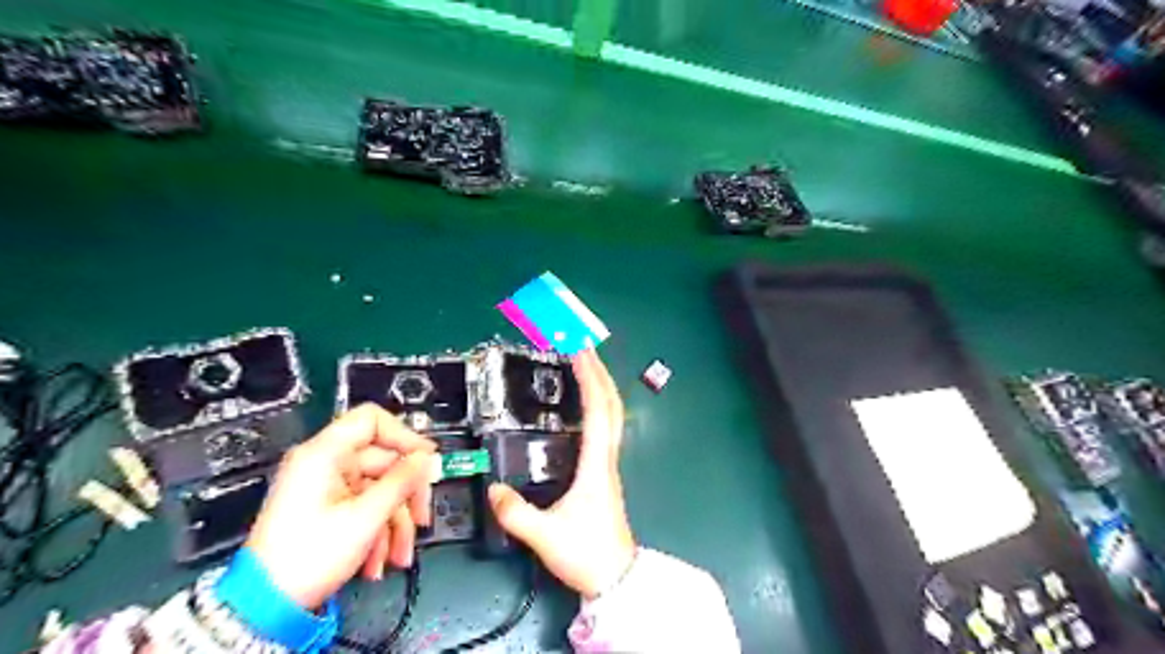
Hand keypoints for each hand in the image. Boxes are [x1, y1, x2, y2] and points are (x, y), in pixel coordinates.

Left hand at [242, 405, 436, 610]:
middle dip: (406, 495)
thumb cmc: (307, 558)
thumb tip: (426, 458)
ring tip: (399, 553)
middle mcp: (324, 464)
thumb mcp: (366, 517)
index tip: (426, 459)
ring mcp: (325, 487)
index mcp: (324, 454)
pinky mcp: (327, 508)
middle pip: (383, 461)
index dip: (404, 436)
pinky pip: (366, 506)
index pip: (372, 420)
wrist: (266, 607)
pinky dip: (378, 529)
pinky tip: (380, 558)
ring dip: (395, 521)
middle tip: (420, 516)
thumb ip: (402, 480)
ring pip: (379, 489)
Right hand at [489, 350, 641, 599]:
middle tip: (583, 347)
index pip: (597, 411)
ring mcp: (608, 464)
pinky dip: (599, 405)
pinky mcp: (605, 472)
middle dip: (599, 372)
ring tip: (586, 366)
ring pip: (613, 415)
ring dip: (602, 386)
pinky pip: (606, 427)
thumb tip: (495, 490)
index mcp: (595, 464)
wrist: (615, 577)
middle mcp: (606, 457)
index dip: (590, 379)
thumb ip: (516, 514)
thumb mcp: (545, 536)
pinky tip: (587, 404)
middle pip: (611, 405)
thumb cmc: (586, 553)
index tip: (579, 352)